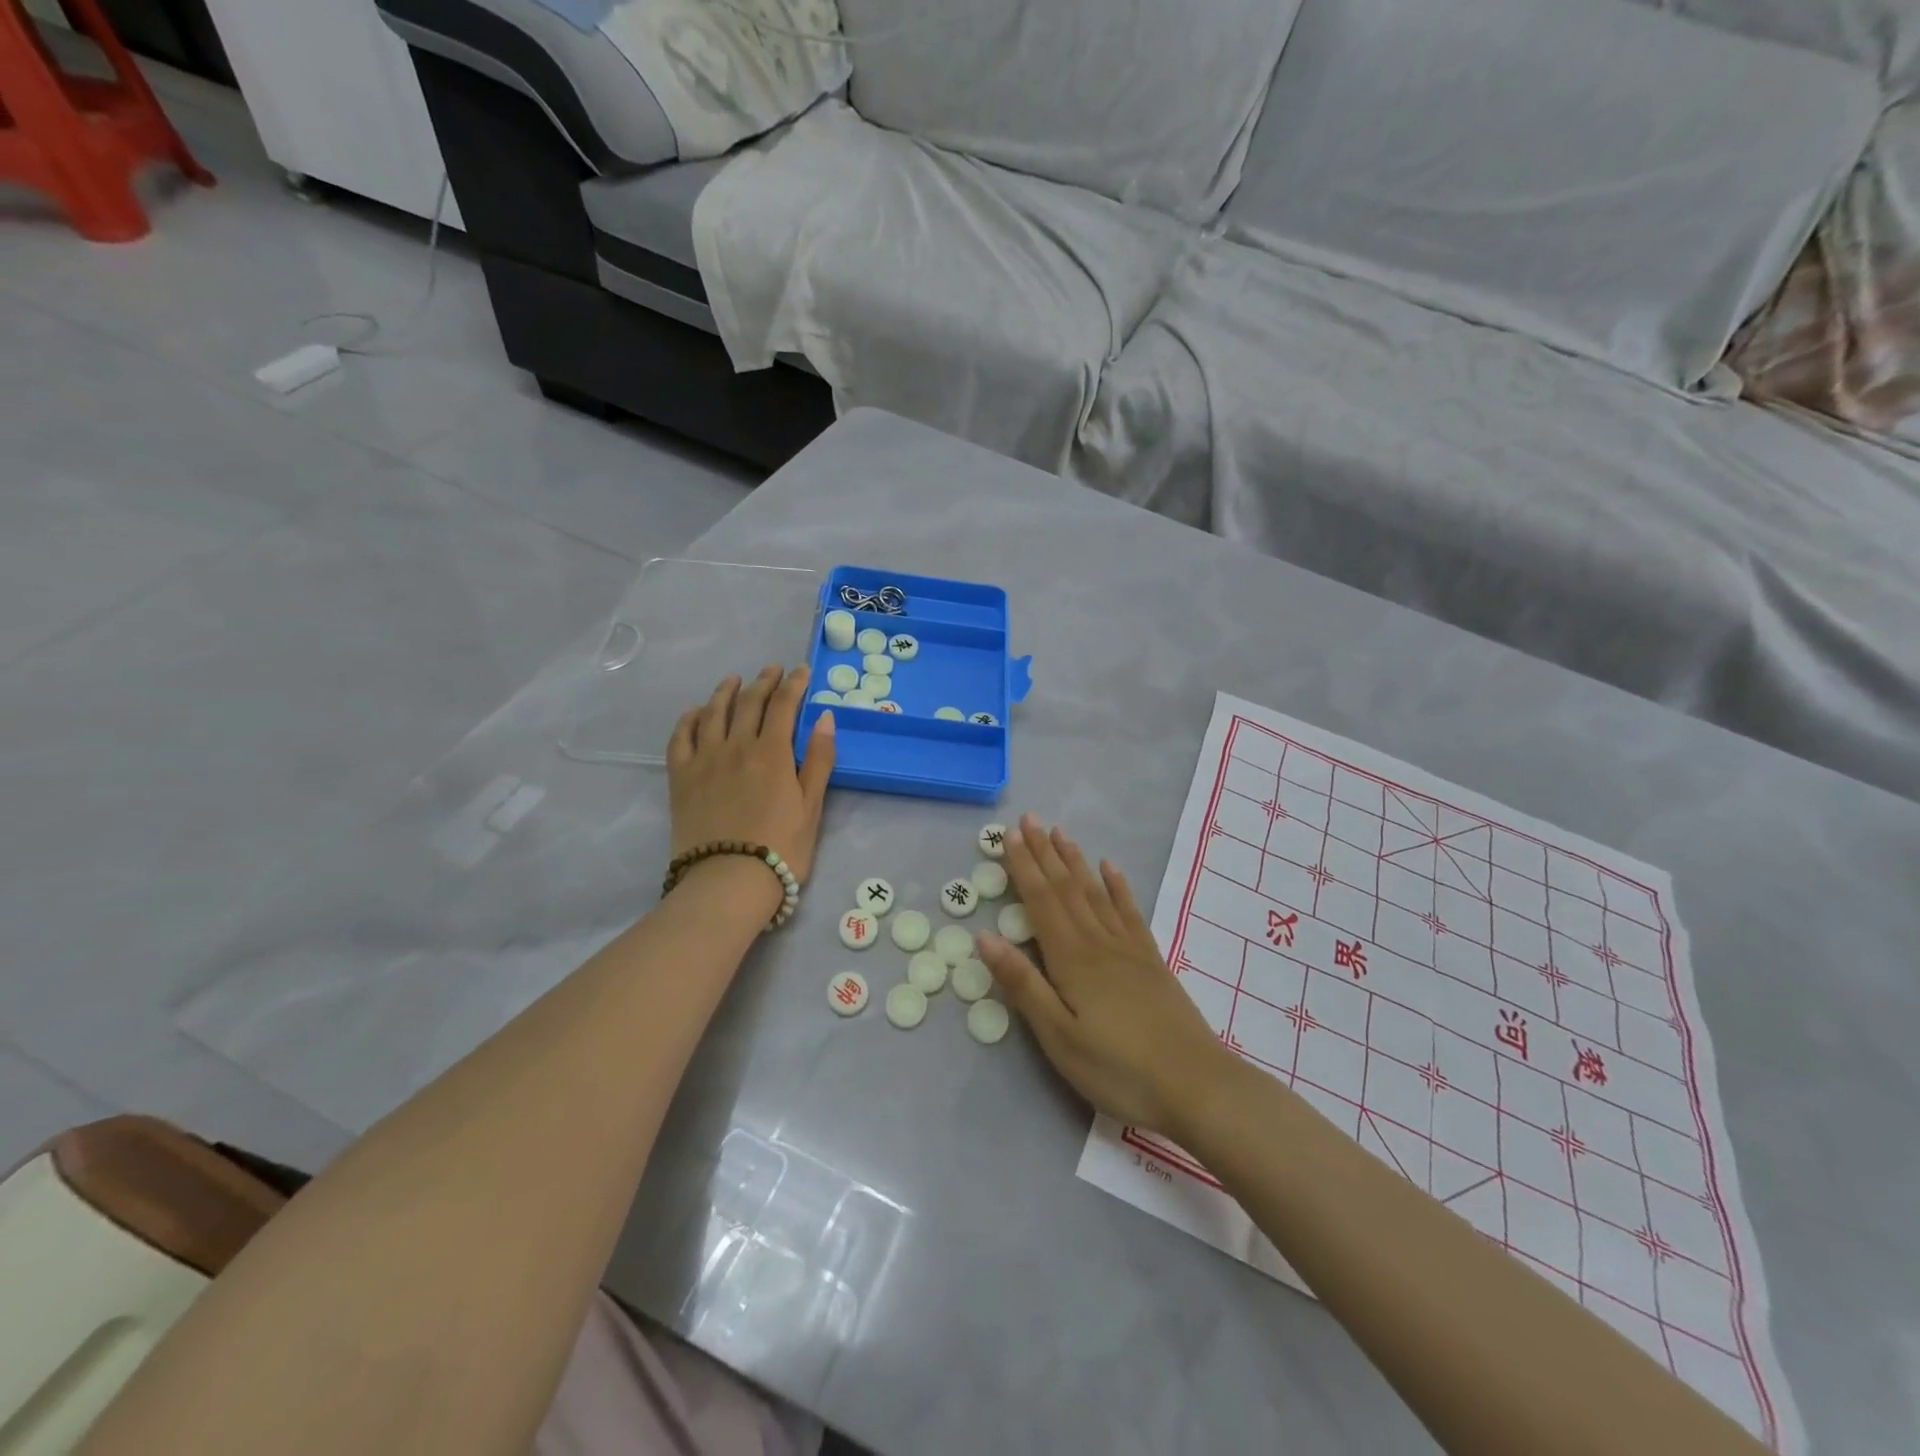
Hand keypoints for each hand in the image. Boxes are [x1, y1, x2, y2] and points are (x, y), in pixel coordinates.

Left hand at [667, 666, 835, 882]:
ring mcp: (704, 759)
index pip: (783, 705)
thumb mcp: (812, 806)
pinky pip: (680, 737)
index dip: (794, 684)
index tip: (802, 671)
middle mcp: (736, 746)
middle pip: (749, 702)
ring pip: (713, 712)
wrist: (728, 881)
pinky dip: (689, 718)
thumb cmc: (781, 848)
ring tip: (734, 681)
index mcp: (772, 753)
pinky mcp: (680, 777)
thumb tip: (824, 717)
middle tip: (772, 670)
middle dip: (763, 681)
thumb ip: (820, 760)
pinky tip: (696, 712)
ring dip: (726, 691)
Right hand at [976, 814, 1227, 1134]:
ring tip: (1061, 833)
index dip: (1023, 867)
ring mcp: (1129, 948)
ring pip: (1095, 892)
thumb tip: (985, 938)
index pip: (1041, 901)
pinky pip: (1129, 911)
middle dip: (1045, 853)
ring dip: (1075, 861)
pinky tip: (1111, 869)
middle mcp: (1098, 942)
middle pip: (1066, 888)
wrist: (1196, 1085)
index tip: (1008, 835)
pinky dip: (1117, 886)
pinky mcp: (1151, 960)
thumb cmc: (1118, 1068)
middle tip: (1029, 819)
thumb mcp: (1059, 1037)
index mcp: (1072, 959)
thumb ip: (1023, 985)